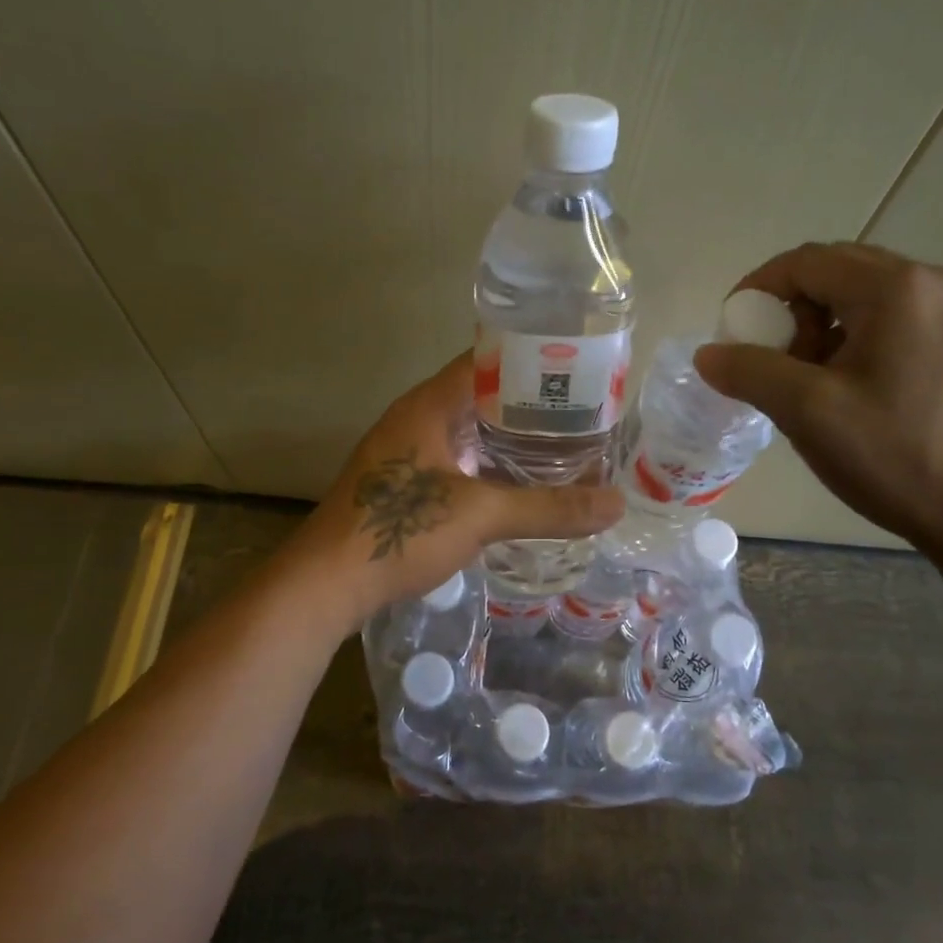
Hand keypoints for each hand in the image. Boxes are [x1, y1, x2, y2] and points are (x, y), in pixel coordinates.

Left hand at [294, 352, 623, 626]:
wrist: (326, 583)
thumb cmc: (400, 531)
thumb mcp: (481, 515)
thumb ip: (549, 508)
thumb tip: (616, 504)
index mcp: (429, 404)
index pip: (487, 358)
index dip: (531, 359)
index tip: (577, 369)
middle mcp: (415, 418)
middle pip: (481, 394)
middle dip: (529, 403)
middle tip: (582, 413)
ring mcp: (405, 451)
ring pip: (468, 430)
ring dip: (508, 437)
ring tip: (561, 446)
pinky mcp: (402, 483)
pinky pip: (455, 459)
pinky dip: (488, 464)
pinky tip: (518, 484)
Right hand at [693, 242, 942, 563]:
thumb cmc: (902, 458)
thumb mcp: (809, 413)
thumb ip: (750, 372)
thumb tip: (707, 353)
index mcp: (898, 288)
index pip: (806, 261)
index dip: (757, 289)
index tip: (732, 332)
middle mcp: (937, 284)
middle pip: (839, 274)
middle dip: (792, 312)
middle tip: (772, 363)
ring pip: (869, 301)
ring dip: (825, 330)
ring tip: (812, 386)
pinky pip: (900, 324)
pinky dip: (860, 344)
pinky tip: (856, 395)